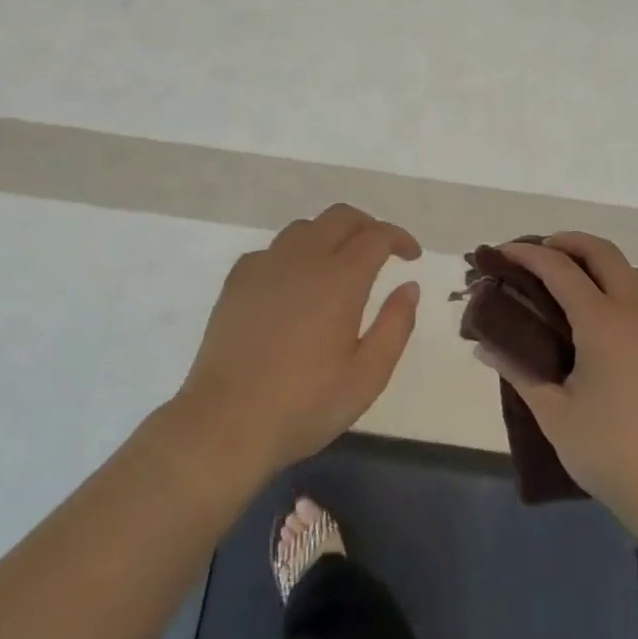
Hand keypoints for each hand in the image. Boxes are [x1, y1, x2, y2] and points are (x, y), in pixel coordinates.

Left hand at [175, 204, 421, 479]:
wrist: (226, 422)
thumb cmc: (304, 405)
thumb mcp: (367, 377)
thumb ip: (395, 326)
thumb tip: (409, 286)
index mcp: (340, 278)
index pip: (376, 236)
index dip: (399, 239)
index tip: (412, 256)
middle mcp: (303, 258)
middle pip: (341, 217)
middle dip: (367, 226)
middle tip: (381, 251)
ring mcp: (266, 264)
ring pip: (305, 227)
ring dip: (330, 235)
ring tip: (338, 265)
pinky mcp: (238, 278)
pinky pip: (274, 249)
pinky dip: (295, 255)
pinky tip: (294, 285)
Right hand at [475, 233, 637, 536]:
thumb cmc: (615, 454)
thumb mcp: (555, 415)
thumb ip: (519, 372)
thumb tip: (485, 346)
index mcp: (603, 321)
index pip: (559, 268)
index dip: (528, 254)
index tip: (504, 252)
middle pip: (603, 252)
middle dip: (568, 242)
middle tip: (541, 254)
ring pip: (635, 271)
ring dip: (604, 264)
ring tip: (579, 286)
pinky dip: (628, 292)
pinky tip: (614, 327)